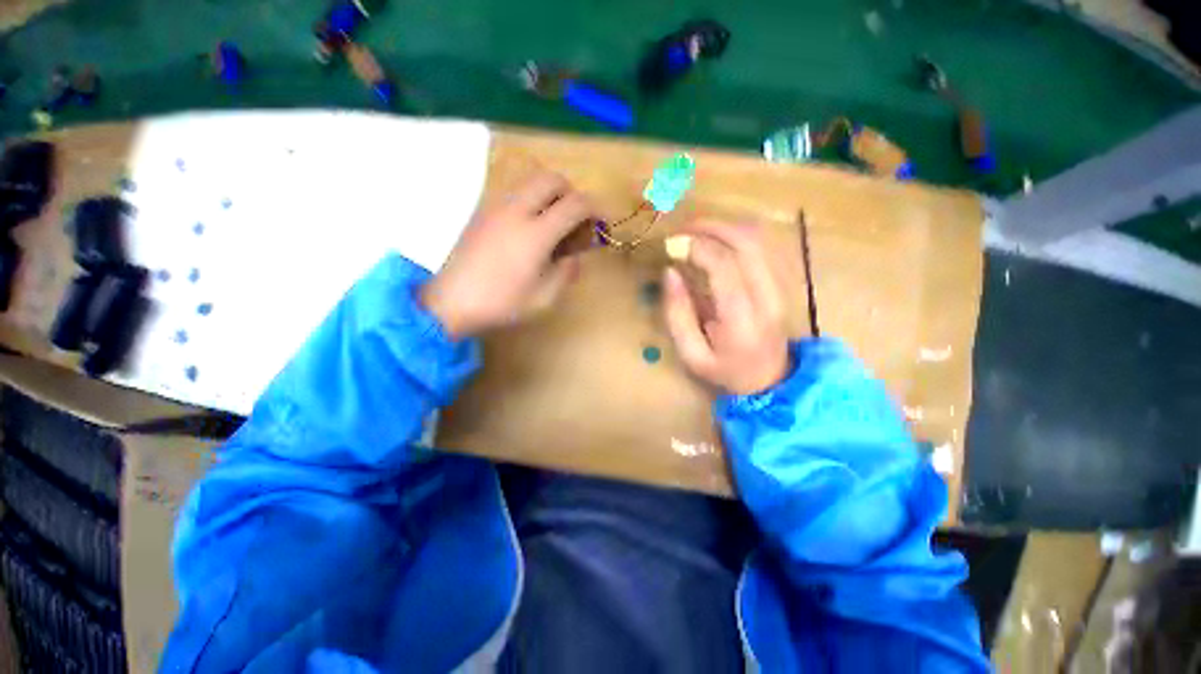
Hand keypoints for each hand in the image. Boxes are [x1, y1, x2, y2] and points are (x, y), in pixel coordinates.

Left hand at [421, 171, 593, 337]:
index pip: (574, 204)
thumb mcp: (544, 298)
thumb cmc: (501, 304)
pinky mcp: (482, 211)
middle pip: (551, 179)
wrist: (450, 301)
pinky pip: (514, 192)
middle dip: (571, 193)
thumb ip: (566, 273)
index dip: (595, 208)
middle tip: (575, 219)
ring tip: (552, 224)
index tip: (601, 221)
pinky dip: (531, 200)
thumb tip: (574, 257)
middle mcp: (516, 210)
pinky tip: (528, 229)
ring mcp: (495, 207)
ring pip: (530, 181)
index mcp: (535, 234)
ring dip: (550, 194)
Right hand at [664, 220, 790, 395]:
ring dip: (725, 227)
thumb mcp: (691, 354)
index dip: (697, 248)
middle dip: (711, 228)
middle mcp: (767, 298)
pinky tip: (717, 239)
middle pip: (746, 245)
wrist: (770, 380)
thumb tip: (670, 272)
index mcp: (742, 320)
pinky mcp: (781, 282)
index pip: (725, 268)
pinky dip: (737, 235)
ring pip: (757, 240)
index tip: (672, 244)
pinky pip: (762, 246)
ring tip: (696, 230)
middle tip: (683, 229)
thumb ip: (677, 315)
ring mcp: (779, 287)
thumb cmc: (725, 370)